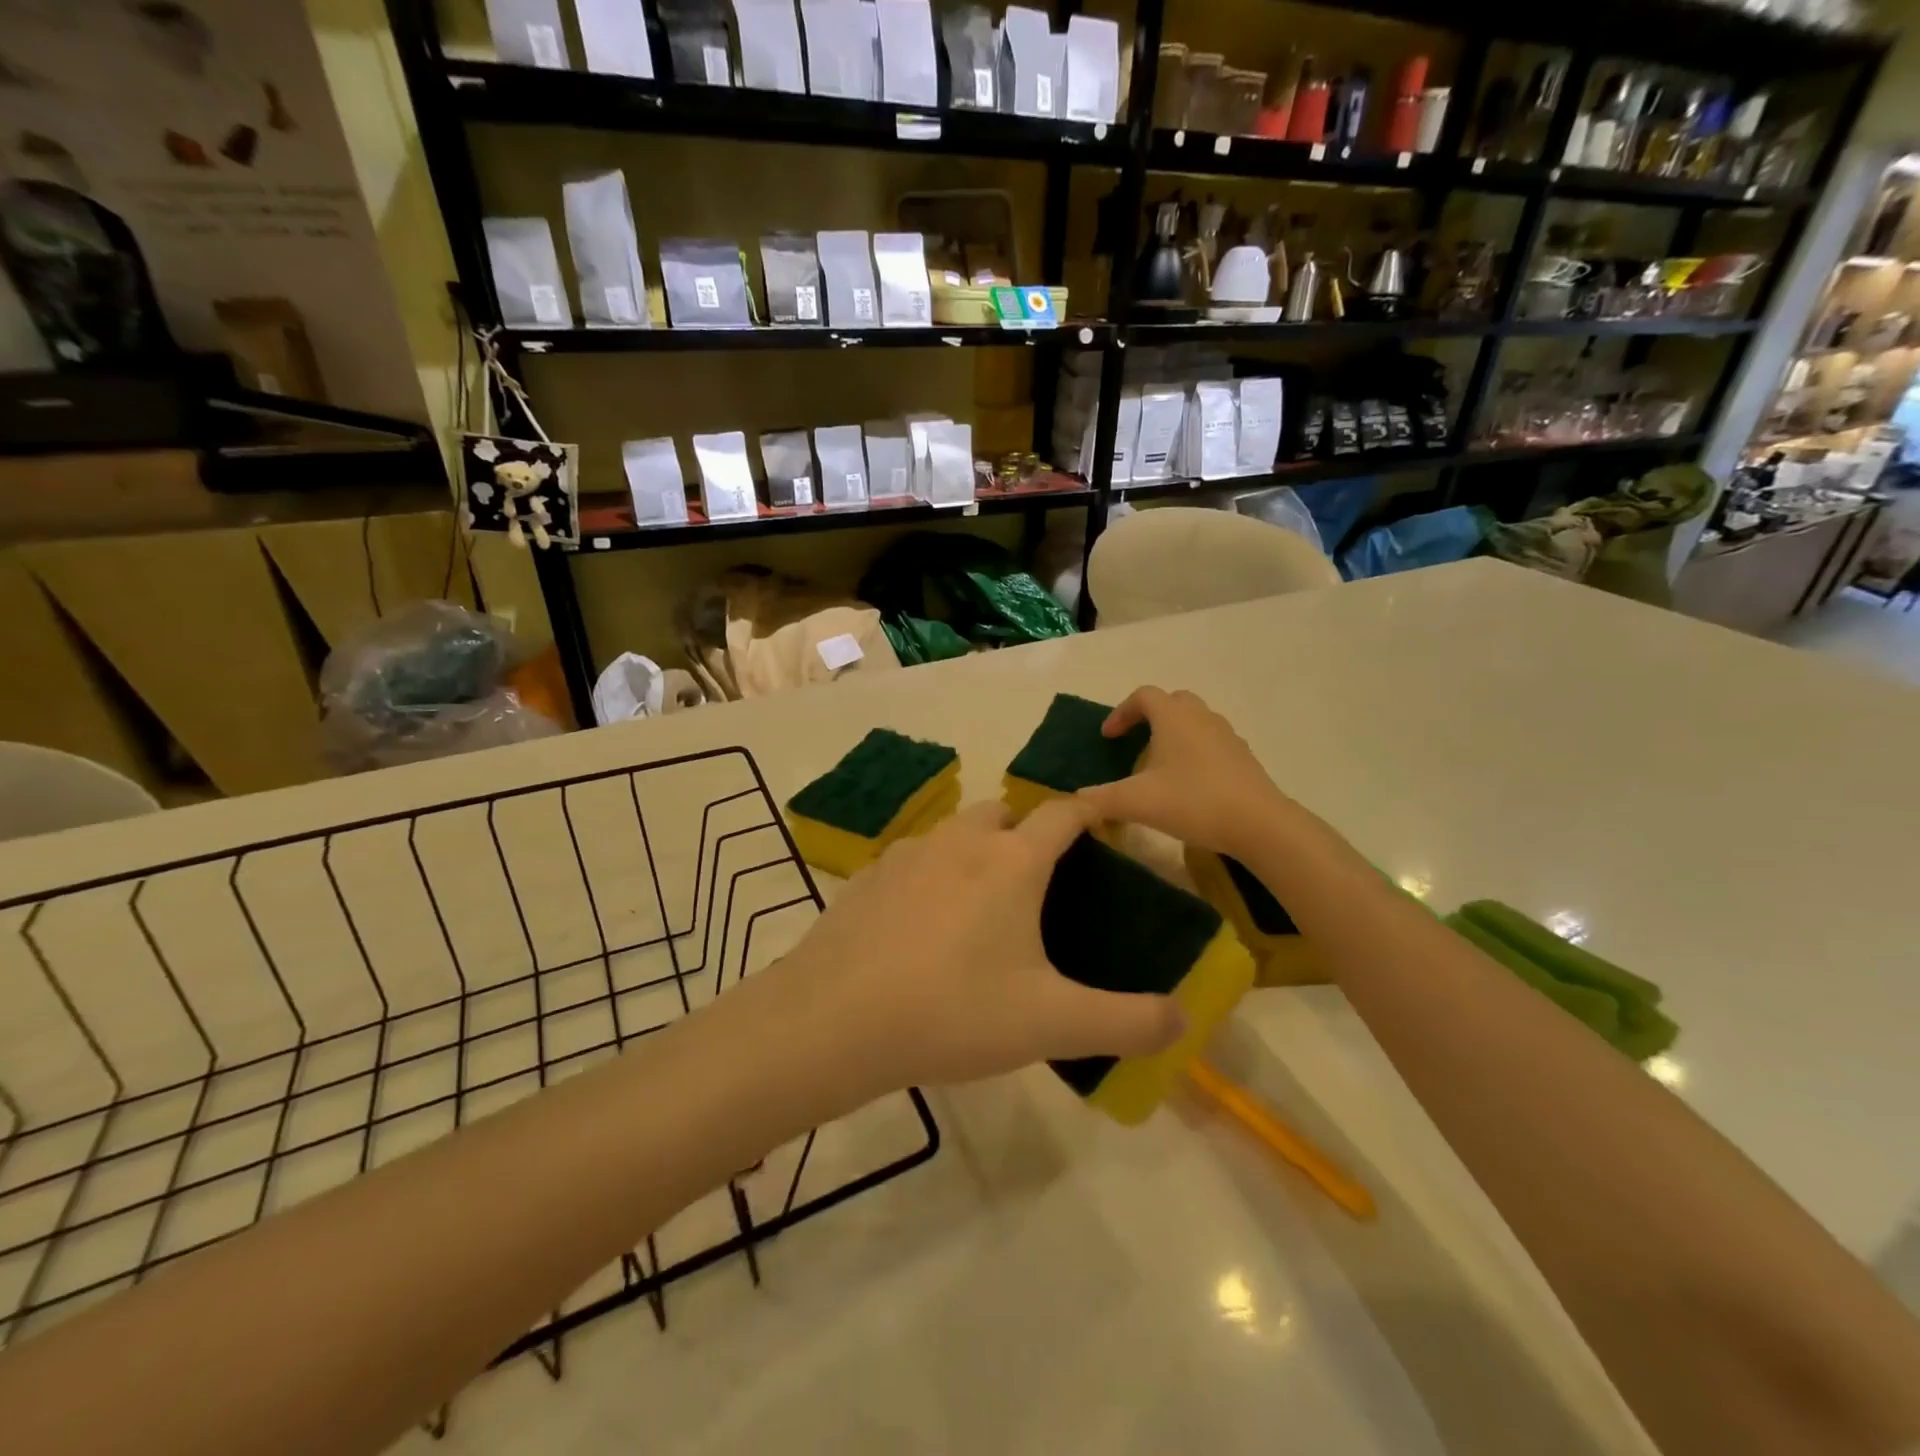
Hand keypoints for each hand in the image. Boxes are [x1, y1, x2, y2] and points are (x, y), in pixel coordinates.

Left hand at [784, 798, 1183, 1091]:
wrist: (834, 1020)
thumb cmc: (954, 1012)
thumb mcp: (1051, 1024)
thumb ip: (1126, 1021)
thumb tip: (1181, 1019)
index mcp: (1012, 862)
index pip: (1062, 813)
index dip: (1088, 811)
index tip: (1102, 821)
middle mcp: (960, 841)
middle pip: (1004, 813)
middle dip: (1027, 833)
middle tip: (1038, 883)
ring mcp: (907, 854)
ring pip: (955, 832)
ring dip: (976, 851)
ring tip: (980, 905)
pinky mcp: (867, 876)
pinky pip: (914, 859)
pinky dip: (931, 875)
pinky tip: (922, 926)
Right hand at [1076, 687, 1292, 858]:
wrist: (1259, 824)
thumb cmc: (1193, 801)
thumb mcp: (1137, 802)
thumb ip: (1102, 798)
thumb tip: (1077, 799)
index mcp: (1174, 717)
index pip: (1143, 696)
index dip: (1121, 712)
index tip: (1108, 737)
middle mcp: (1202, 718)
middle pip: (1173, 702)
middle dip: (1150, 717)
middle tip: (1135, 743)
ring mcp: (1227, 736)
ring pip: (1195, 722)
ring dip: (1174, 735)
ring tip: (1160, 767)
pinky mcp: (1243, 758)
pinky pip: (1212, 743)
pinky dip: (1195, 753)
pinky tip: (1189, 785)